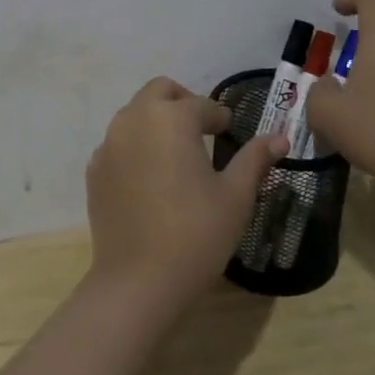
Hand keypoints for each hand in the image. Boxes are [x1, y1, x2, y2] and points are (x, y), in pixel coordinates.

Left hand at [85, 77, 287, 310]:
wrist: (138, 281)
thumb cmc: (196, 234)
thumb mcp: (235, 196)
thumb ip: (255, 159)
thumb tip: (280, 137)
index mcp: (171, 118)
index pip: (201, 104)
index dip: (219, 116)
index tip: (229, 129)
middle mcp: (134, 120)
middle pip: (159, 92)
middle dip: (182, 103)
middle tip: (201, 129)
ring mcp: (109, 144)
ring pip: (134, 114)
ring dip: (156, 121)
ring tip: (176, 153)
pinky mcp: (94, 170)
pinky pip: (117, 143)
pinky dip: (135, 146)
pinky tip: (150, 178)